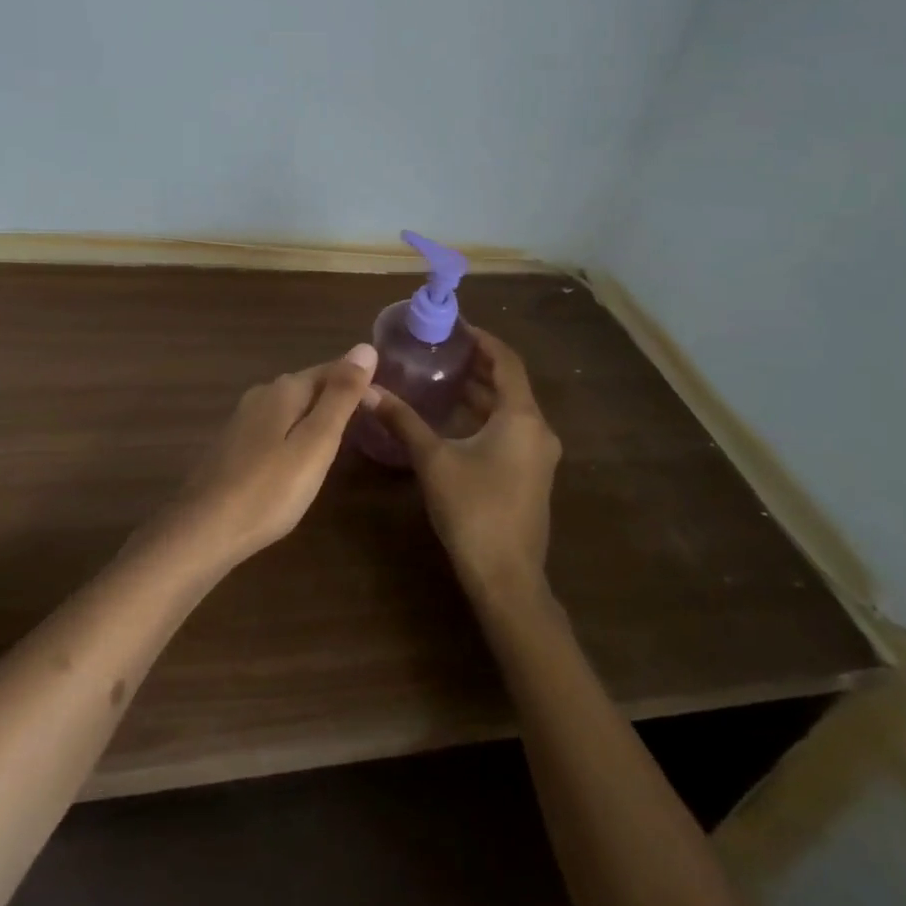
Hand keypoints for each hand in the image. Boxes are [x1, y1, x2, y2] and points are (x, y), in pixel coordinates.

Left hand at [161, 344, 378, 568]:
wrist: (203, 530)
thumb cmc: (269, 489)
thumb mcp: (316, 443)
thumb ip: (340, 397)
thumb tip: (365, 348)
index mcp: (284, 390)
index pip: (331, 369)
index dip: (358, 380)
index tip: (384, 399)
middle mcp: (261, 395)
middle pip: (309, 386)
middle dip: (338, 397)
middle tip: (370, 420)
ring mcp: (243, 419)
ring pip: (291, 408)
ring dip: (316, 416)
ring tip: (343, 438)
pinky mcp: (233, 445)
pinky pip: (276, 427)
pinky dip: (296, 434)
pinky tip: (301, 457)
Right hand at [368, 328, 560, 604]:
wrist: (507, 579)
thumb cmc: (473, 510)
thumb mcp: (433, 459)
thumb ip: (403, 420)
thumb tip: (368, 390)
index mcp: (521, 417)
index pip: (506, 361)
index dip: (482, 339)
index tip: (454, 327)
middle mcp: (537, 430)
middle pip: (509, 383)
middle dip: (477, 364)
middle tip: (441, 349)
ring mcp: (537, 455)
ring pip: (509, 409)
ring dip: (480, 391)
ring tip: (442, 376)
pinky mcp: (531, 474)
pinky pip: (509, 429)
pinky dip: (485, 415)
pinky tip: (454, 418)